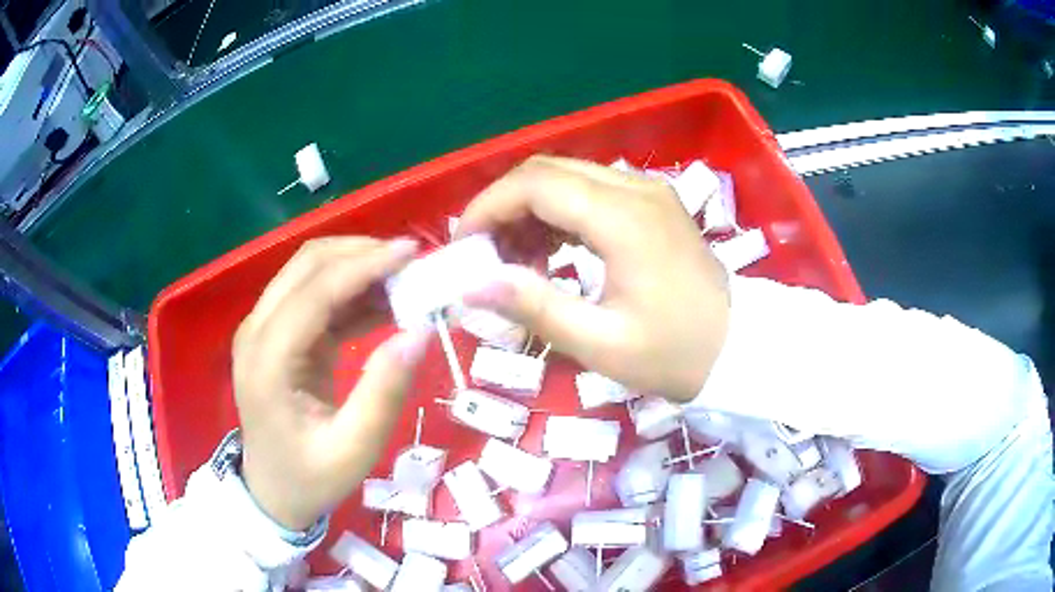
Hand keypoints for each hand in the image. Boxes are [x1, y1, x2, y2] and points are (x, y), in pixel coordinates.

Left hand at [232, 237, 431, 530]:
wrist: (272, 491)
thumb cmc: (310, 477)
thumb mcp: (354, 450)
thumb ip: (383, 393)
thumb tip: (420, 332)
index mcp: (268, 361)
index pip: (315, 291)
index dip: (364, 265)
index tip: (413, 253)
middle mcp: (257, 331)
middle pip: (307, 264)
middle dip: (361, 253)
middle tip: (413, 262)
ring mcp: (264, 329)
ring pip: (310, 270)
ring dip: (357, 265)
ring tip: (406, 279)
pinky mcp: (279, 334)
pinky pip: (316, 295)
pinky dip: (352, 290)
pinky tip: (386, 301)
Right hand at [457, 155, 729, 402]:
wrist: (740, 347)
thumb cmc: (676, 354)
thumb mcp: (601, 343)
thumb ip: (534, 307)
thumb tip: (472, 285)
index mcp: (623, 218)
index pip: (535, 184)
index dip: (488, 208)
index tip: (465, 247)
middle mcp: (635, 188)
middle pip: (547, 171)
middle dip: (505, 207)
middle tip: (486, 257)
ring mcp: (647, 192)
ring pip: (567, 178)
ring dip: (530, 210)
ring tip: (515, 262)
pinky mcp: (652, 204)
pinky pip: (591, 191)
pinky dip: (558, 214)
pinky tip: (551, 253)